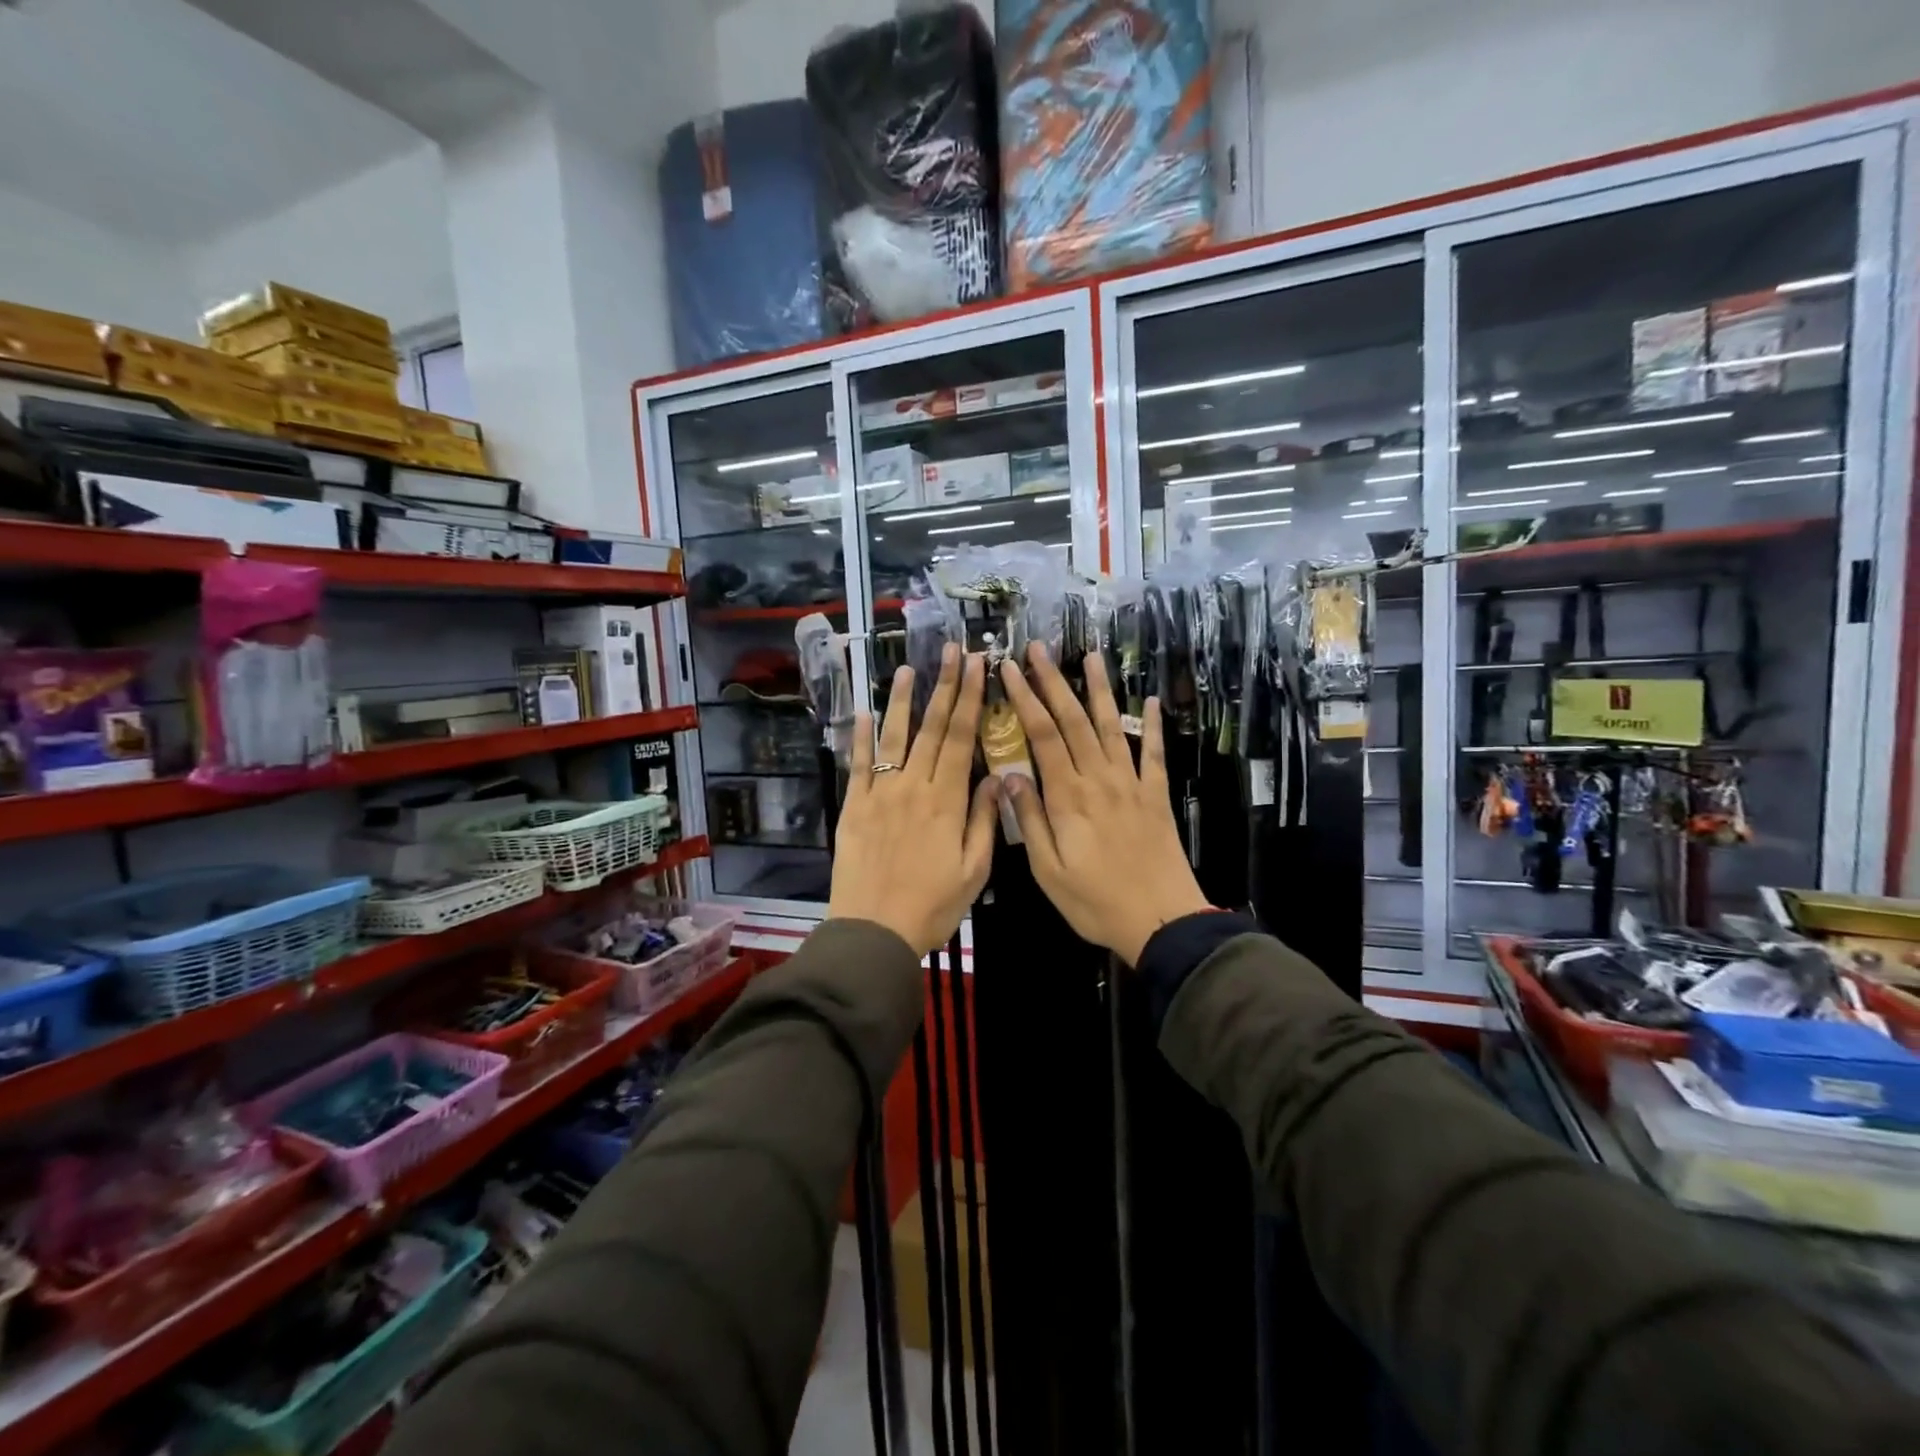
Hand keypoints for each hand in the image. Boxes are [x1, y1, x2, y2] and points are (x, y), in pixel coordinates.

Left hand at [829, 644, 999, 956]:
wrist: (875, 931)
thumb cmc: (932, 906)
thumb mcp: (974, 871)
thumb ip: (986, 820)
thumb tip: (999, 776)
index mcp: (947, 801)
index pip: (962, 738)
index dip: (971, 699)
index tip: (978, 666)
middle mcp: (914, 787)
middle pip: (932, 728)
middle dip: (945, 686)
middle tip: (952, 651)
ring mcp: (880, 794)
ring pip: (893, 738)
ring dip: (902, 701)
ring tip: (908, 668)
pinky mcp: (854, 807)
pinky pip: (858, 765)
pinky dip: (860, 737)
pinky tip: (864, 712)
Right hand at [999, 643, 1209, 965]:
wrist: (1161, 920)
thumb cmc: (1096, 901)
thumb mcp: (1048, 870)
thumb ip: (1029, 820)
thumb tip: (1009, 776)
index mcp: (1068, 797)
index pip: (1042, 736)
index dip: (1025, 699)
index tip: (1010, 670)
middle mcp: (1099, 779)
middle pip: (1073, 720)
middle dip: (1053, 681)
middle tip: (1038, 648)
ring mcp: (1131, 784)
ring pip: (1111, 727)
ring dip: (1098, 690)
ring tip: (1089, 656)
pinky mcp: (1155, 795)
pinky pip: (1152, 753)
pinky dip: (1151, 726)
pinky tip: (1151, 702)